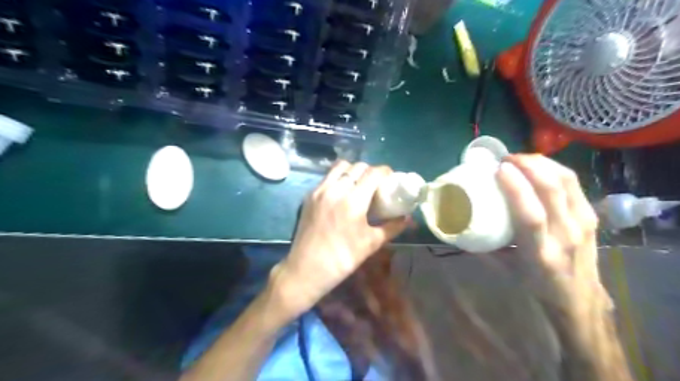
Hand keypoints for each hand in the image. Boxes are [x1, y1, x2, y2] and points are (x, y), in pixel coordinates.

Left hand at [272, 160, 407, 317]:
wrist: (307, 269)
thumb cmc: (343, 258)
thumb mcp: (371, 243)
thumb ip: (392, 227)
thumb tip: (407, 218)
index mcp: (353, 200)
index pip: (373, 173)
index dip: (385, 172)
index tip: (390, 178)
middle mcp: (335, 189)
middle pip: (357, 167)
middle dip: (370, 171)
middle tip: (376, 184)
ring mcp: (319, 190)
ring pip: (340, 167)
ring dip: (353, 171)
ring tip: (358, 184)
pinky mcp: (309, 195)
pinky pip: (327, 177)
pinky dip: (338, 178)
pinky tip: (342, 193)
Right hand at [498, 154, 614, 312]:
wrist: (580, 299)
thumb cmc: (536, 284)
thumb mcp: (506, 268)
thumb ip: (485, 245)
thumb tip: (461, 224)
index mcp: (540, 253)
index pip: (531, 215)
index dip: (516, 188)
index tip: (498, 169)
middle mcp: (565, 235)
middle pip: (553, 190)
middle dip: (529, 165)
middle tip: (506, 158)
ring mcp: (583, 224)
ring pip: (566, 181)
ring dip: (542, 163)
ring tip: (520, 158)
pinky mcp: (591, 215)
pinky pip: (573, 183)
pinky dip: (554, 169)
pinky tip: (539, 166)